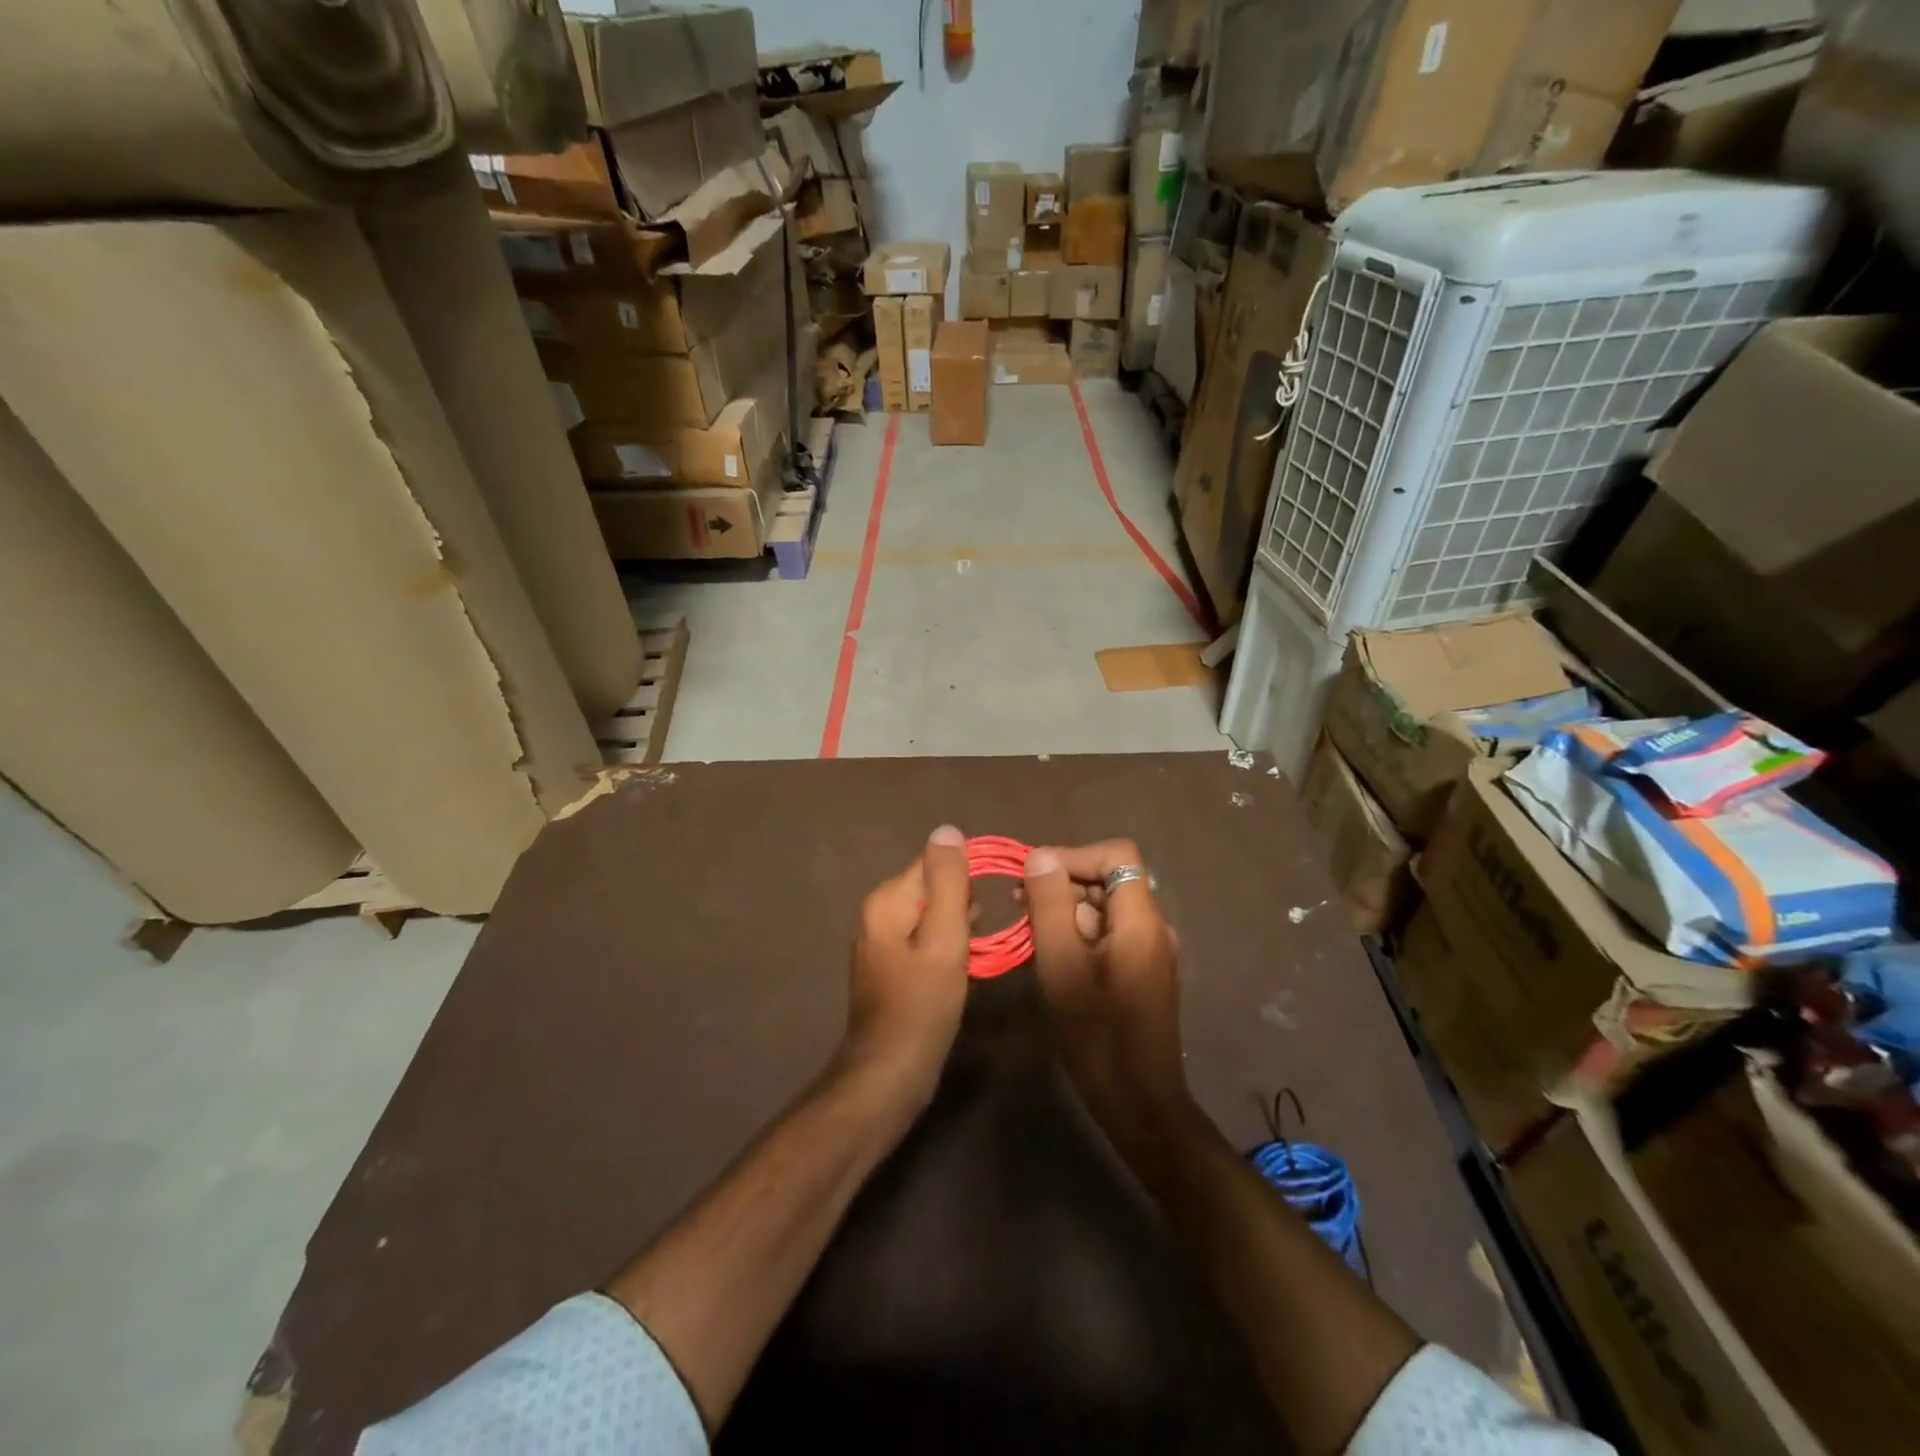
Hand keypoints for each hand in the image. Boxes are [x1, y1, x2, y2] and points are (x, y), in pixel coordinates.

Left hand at [838, 825, 972, 1113]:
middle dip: (961, 907)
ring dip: (957, 928)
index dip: (965, 881)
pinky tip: (958, 970)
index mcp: (886, 900)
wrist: (889, 1074)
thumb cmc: (922, 1004)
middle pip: (932, 887)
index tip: (984, 911)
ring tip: (971, 956)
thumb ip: (948, 882)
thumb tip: (948, 830)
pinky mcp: (891, 967)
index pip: (933, 862)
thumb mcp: (944, 938)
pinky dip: (946, 948)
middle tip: (974, 940)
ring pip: (932, 915)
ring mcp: (881, 942)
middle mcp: (878, 914)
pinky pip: (925, 940)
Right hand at [1022, 840, 1197, 1147]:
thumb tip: (1039, 856)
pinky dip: (1077, 933)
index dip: (1074, 856)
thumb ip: (1050, 906)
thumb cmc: (1098, 1036)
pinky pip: (1107, 934)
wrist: (1139, 1104)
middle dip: (1063, 883)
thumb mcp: (1062, 966)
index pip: (1117, 855)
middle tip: (1019, 906)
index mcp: (1141, 920)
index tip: (1034, 878)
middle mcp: (1152, 927)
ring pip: (1105, 908)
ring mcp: (1149, 951)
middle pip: (1109, 879)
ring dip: (1066, 910)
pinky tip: (1050, 956)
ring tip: (1028, 931)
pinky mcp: (1140, 972)